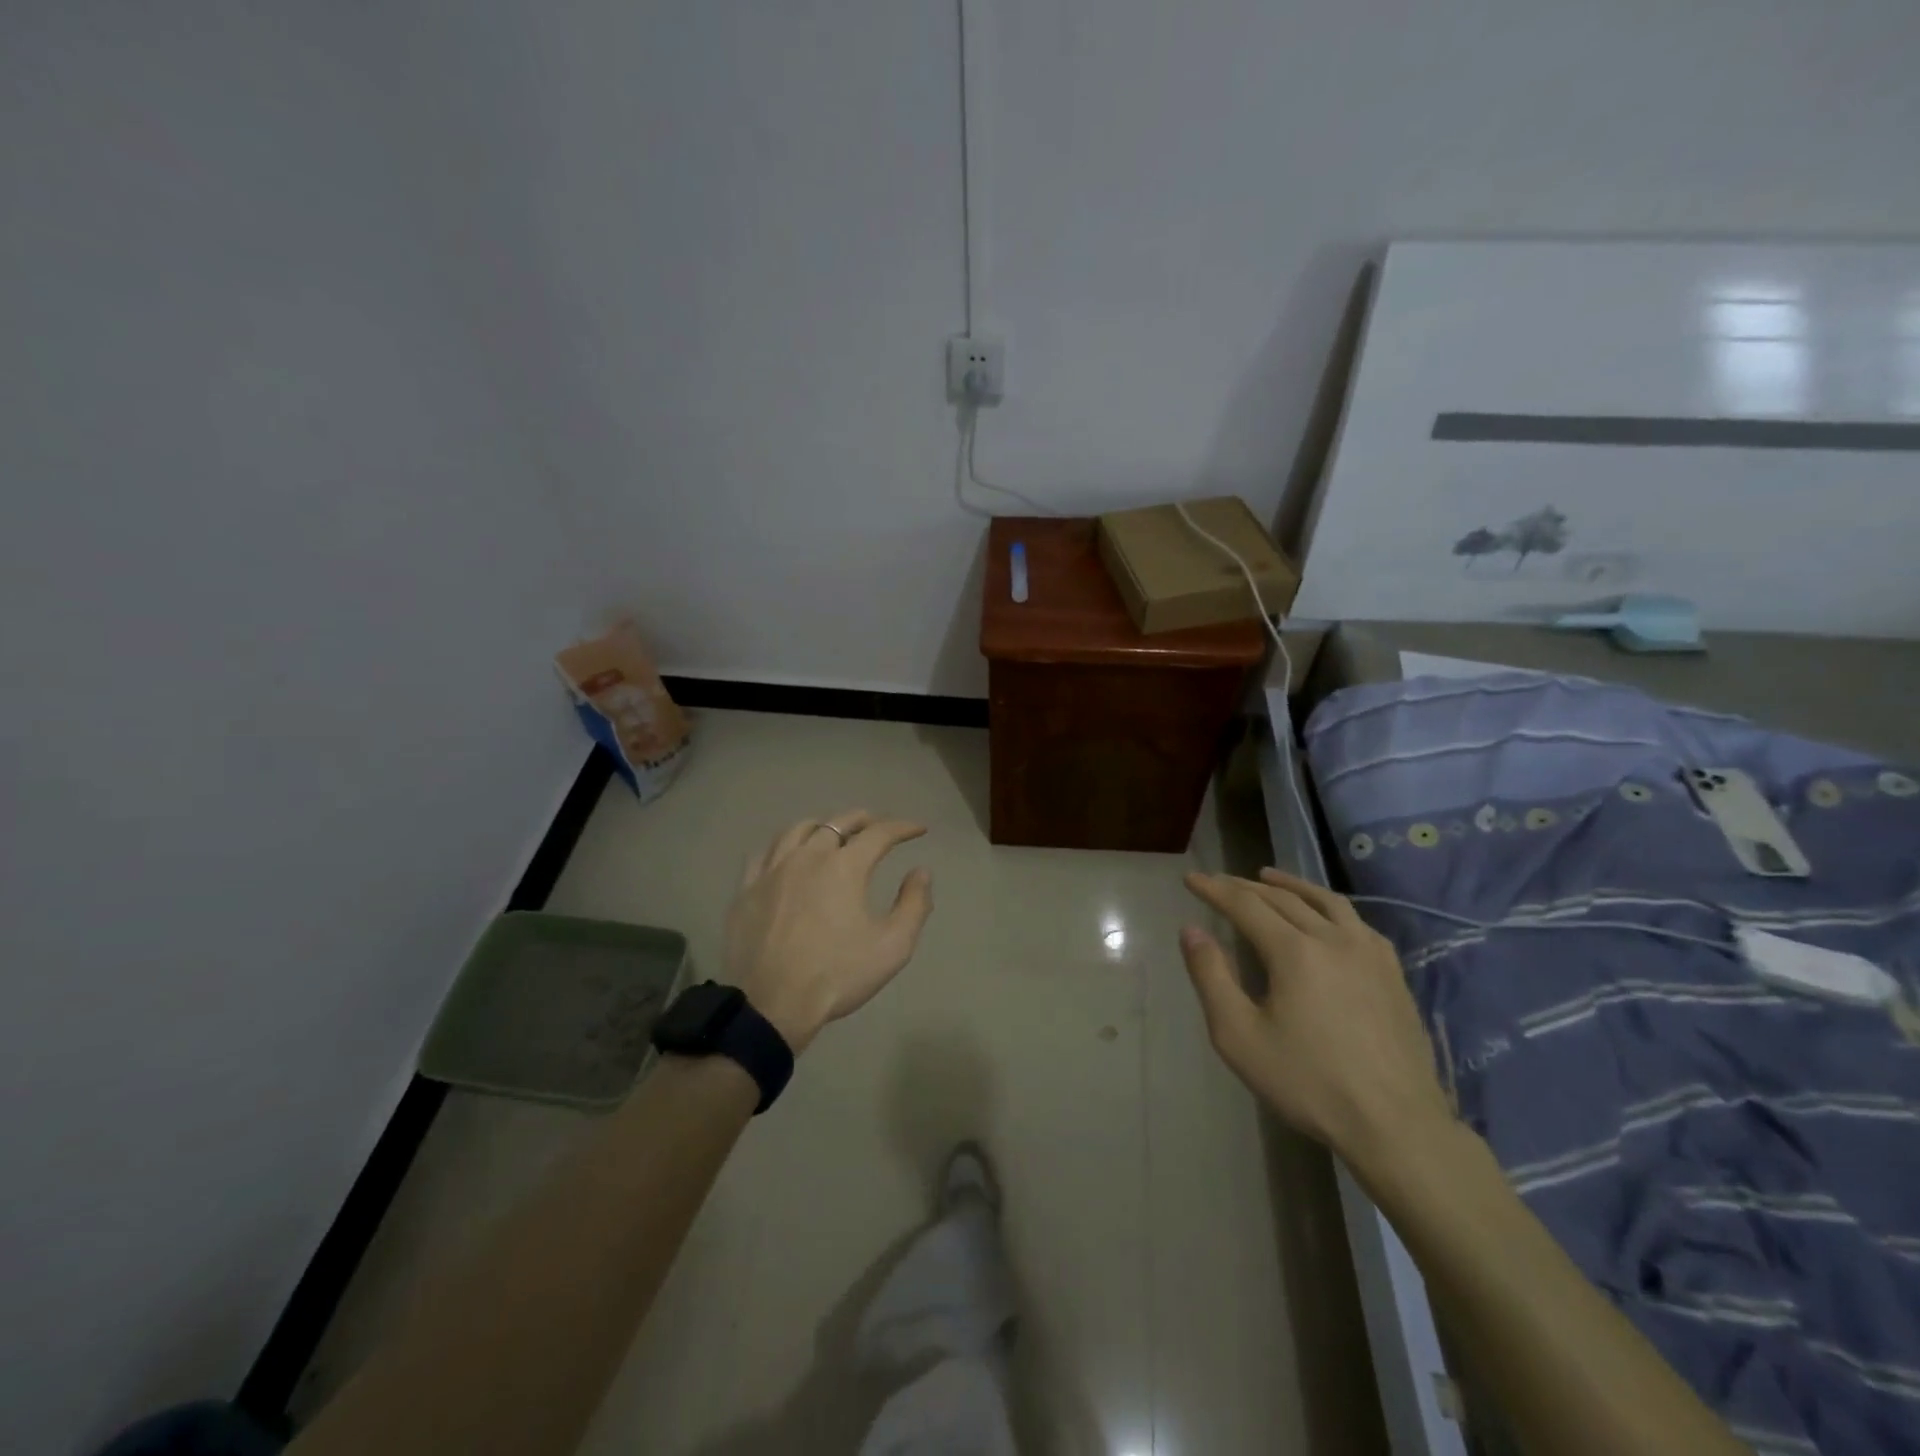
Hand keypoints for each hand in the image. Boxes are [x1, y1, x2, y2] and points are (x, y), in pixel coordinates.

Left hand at [725, 810, 934, 1053]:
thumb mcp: (893, 946)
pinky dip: (784, 845)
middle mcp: (808, 856)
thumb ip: (914, 904)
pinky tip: (788, 854)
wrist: (771, 1005)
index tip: (918, 829)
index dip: (902, 827)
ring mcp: (772, 870)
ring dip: (822, 826)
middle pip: (837, 823)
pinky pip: (765, 852)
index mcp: (845, 867)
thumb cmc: (837, 975)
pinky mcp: (747, 889)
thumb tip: (921, 872)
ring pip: (798, 830)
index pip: (879, 833)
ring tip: (832, 833)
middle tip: (877, 825)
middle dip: (863, 820)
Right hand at [1179, 868, 1453, 1172]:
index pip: (1245, 904)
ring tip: (1268, 877)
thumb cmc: (1308, 1082)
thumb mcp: (1239, 1036)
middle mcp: (1333, 939)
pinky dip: (1329, 907)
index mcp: (1294, 951)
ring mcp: (1369, 953)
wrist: (1395, 1125)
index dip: (1214, 888)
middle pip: (1282, 898)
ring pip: (1324, 901)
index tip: (1190, 879)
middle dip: (1244, 886)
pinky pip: (1356, 922)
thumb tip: (1192, 931)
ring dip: (1290, 885)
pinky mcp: (1392, 973)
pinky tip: (1326, 917)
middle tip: (1219, 882)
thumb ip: (1211, 977)